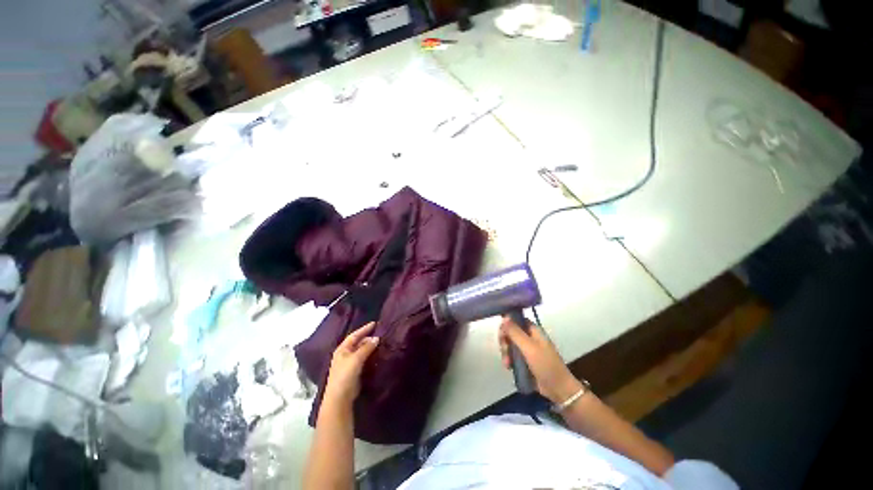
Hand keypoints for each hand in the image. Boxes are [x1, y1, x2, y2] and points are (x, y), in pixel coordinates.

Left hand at [324, 322, 379, 405]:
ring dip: (369, 347)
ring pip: (361, 351)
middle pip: (357, 343)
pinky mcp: (354, 372)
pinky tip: (376, 355)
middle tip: (380, 334)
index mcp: (342, 349)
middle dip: (368, 338)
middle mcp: (345, 355)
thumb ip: (366, 347)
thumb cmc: (345, 375)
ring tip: (380, 342)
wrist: (340, 398)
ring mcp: (349, 364)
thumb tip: (377, 338)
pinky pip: (363, 359)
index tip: (375, 323)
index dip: (364, 329)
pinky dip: (369, 355)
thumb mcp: (356, 359)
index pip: (354, 335)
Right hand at [499, 316, 583, 404]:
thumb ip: (515, 332)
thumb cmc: (546, 365)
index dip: (507, 323)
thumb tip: (504, 317)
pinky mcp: (524, 361)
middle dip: (505, 341)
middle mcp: (529, 337)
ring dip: (505, 352)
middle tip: (504, 349)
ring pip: (510, 344)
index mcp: (533, 330)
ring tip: (507, 363)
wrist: (558, 389)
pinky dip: (508, 360)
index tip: (502, 332)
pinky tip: (508, 366)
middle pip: (510, 332)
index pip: (516, 320)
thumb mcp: (529, 347)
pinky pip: (512, 356)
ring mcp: (527, 349)